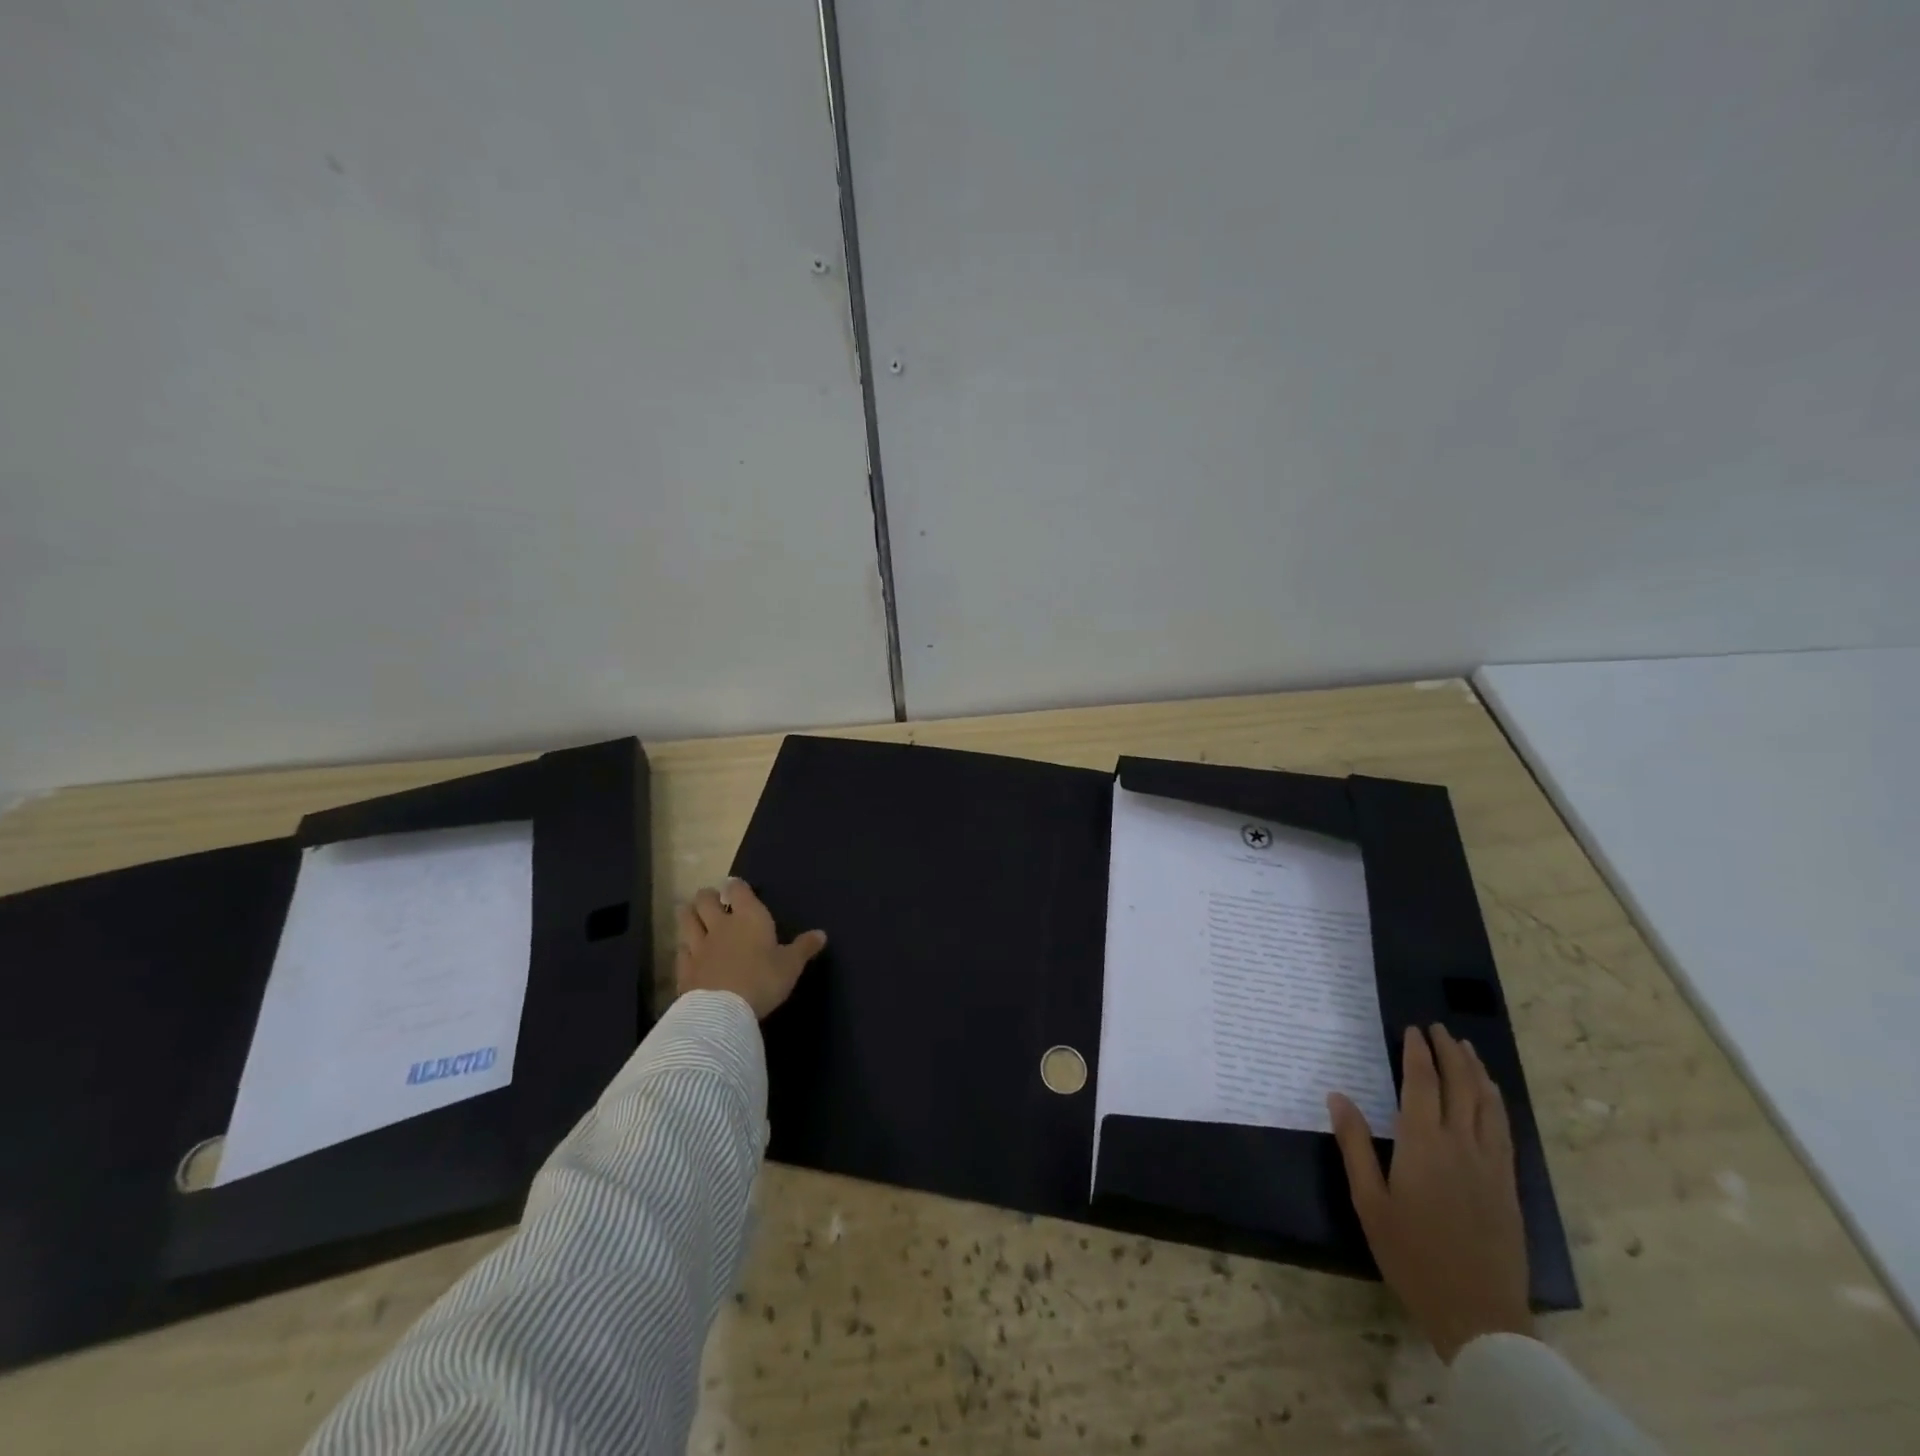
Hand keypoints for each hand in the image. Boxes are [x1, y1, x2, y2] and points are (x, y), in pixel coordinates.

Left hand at [674, 878, 827, 1019]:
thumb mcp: (791, 966)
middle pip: (704, 900)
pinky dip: (683, 946)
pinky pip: (680, 949)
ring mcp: (698, 946)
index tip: (735, 887)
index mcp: (749, 917)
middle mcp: (720, 925)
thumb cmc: (763, 980)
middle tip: (712, 901)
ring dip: (689, 914)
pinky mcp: (684, 968)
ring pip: (686, 920)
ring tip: (694, 916)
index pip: (737, 890)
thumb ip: (804, 948)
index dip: (735, 886)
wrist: (723, 1011)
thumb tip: (822, 934)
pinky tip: (687, 951)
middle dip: (707, 896)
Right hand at [1328, 1024, 1533, 1361]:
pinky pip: (1504, 1129)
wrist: (1478, 1313)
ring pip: (1488, 1104)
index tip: (1413, 1030)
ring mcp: (1490, 1164)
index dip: (1418, 1053)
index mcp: (1423, 1144)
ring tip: (1466, 1049)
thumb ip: (1354, 1144)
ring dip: (1476, 1071)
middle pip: (1460, 1086)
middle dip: (1449, 1053)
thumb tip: (1338, 1095)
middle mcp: (1461, 1144)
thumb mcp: (1369, 1200)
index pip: (1422, 1084)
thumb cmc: (1411, 1254)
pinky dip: (1496, 1102)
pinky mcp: (1508, 1185)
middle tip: (1438, 1028)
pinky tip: (1491, 1095)